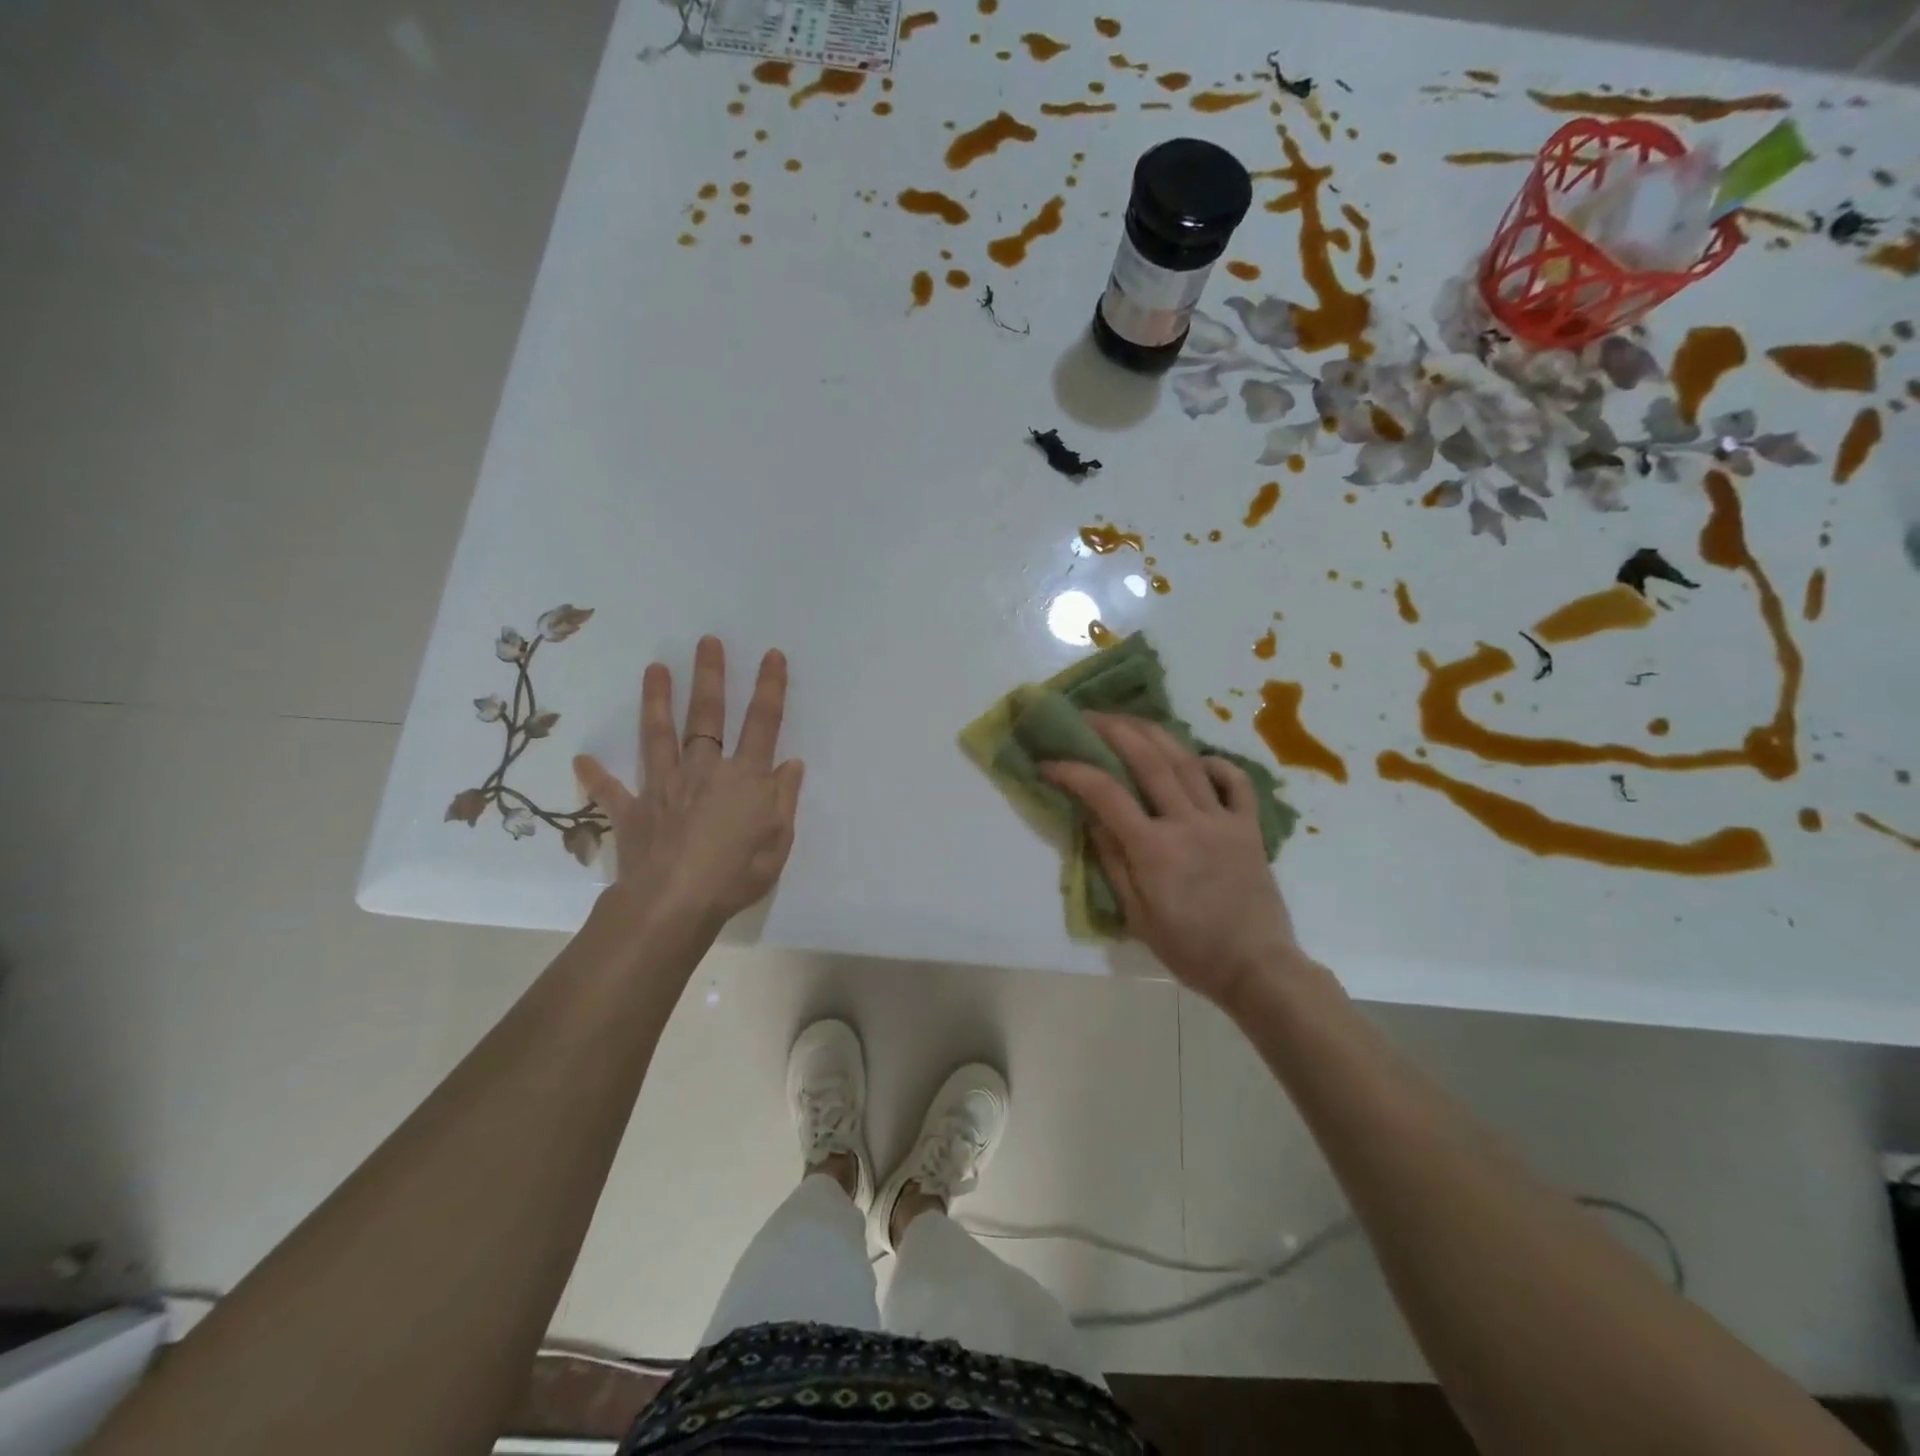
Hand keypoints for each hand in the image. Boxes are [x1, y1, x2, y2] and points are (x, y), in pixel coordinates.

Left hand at [575, 636, 803, 934]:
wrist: (675, 903)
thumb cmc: (737, 874)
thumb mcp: (779, 841)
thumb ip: (784, 798)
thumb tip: (790, 764)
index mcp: (745, 777)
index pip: (763, 722)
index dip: (770, 687)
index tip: (772, 655)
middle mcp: (704, 770)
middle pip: (708, 715)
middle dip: (709, 676)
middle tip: (706, 642)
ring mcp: (664, 786)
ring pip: (660, 735)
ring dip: (657, 701)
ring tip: (654, 668)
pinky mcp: (633, 811)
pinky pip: (611, 790)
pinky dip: (596, 775)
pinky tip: (581, 758)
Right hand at [1041, 714, 1299, 1007]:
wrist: (1256, 967)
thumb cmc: (1189, 949)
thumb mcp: (1137, 914)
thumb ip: (1113, 861)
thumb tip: (1092, 817)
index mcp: (1154, 849)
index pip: (1105, 794)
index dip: (1073, 771)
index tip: (1048, 762)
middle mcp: (1188, 823)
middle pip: (1148, 760)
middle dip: (1113, 730)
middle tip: (1088, 716)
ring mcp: (1223, 820)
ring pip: (1187, 761)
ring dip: (1155, 733)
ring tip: (1130, 719)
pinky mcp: (1249, 827)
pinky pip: (1237, 783)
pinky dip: (1216, 763)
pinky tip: (1197, 759)